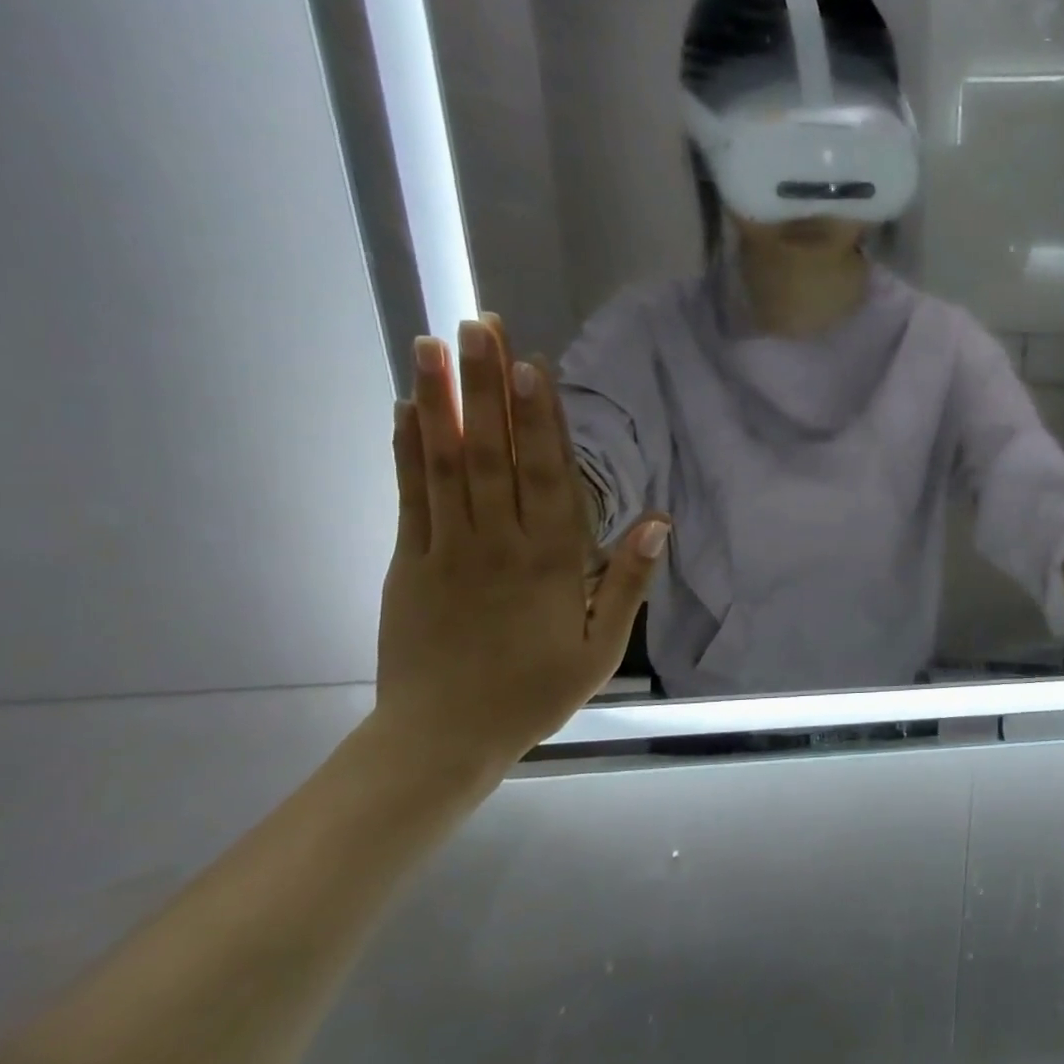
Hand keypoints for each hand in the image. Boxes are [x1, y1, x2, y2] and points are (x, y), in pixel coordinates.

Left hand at [378, 318, 667, 777]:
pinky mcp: (408, 562)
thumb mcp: (600, 649)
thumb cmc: (534, 692)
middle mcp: (498, 543)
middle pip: (494, 454)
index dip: (540, 418)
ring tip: (434, 345)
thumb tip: (658, 521)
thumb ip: (627, 582)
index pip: (547, 476)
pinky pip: (410, 497)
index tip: (530, 365)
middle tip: (478, 326)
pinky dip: (407, 450)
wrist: (443, 737)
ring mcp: (446, 549)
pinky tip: (405, 409)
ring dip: (440, 402)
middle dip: (486, 387)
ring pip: (446, 464)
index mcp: (550, 562)